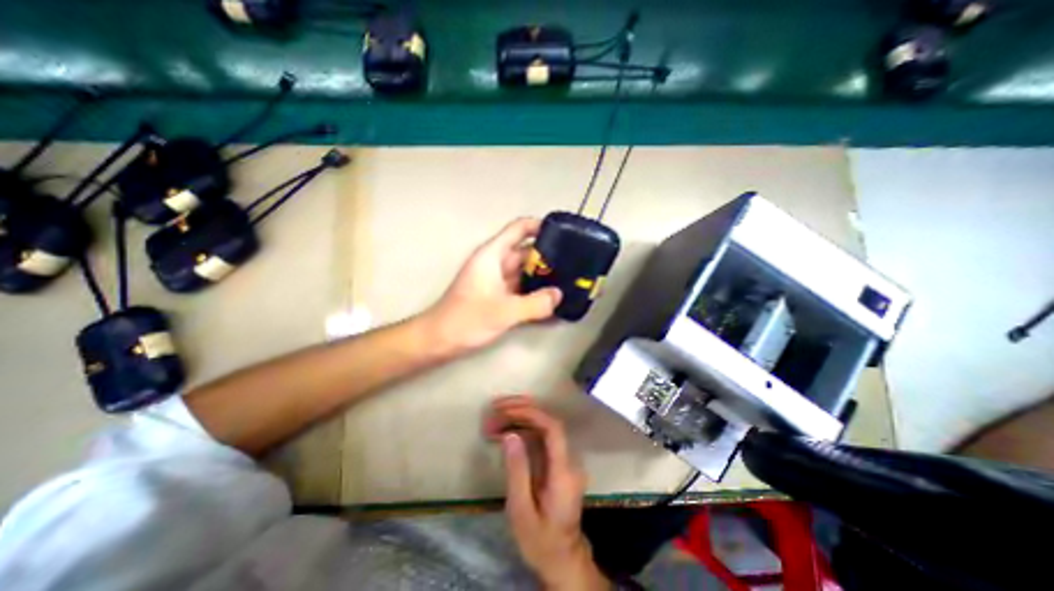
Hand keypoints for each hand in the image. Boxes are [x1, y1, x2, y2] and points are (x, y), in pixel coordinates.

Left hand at [423, 217, 562, 352]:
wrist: (439, 340)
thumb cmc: (466, 319)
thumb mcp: (504, 311)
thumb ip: (535, 304)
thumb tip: (558, 295)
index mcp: (492, 255)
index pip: (519, 229)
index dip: (540, 227)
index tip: (563, 234)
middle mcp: (495, 263)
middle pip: (526, 251)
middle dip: (549, 256)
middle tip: (574, 263)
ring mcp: (497, 280)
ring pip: (525, 271)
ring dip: (543, 275)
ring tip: (569, 280)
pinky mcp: (498, 295)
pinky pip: (521, 288)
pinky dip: (535, 291)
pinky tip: (551, 300)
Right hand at [480, 398, 605, 589]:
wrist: (561, 557)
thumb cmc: (540, 539)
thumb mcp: (522, 511)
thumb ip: (517, 471)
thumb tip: (510, 435)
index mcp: (563, 472)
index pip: (553, 429)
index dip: (531, 413)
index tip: (506, 410)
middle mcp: (568, 459)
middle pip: (549, 421)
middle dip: (521, 410)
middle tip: (495, 408)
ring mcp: (564, 458)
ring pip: (544, 426)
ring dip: (519, 418)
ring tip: (493, 420)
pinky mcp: (557, 460)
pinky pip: (541, 437)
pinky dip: (522, 430)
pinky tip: (503, 432)